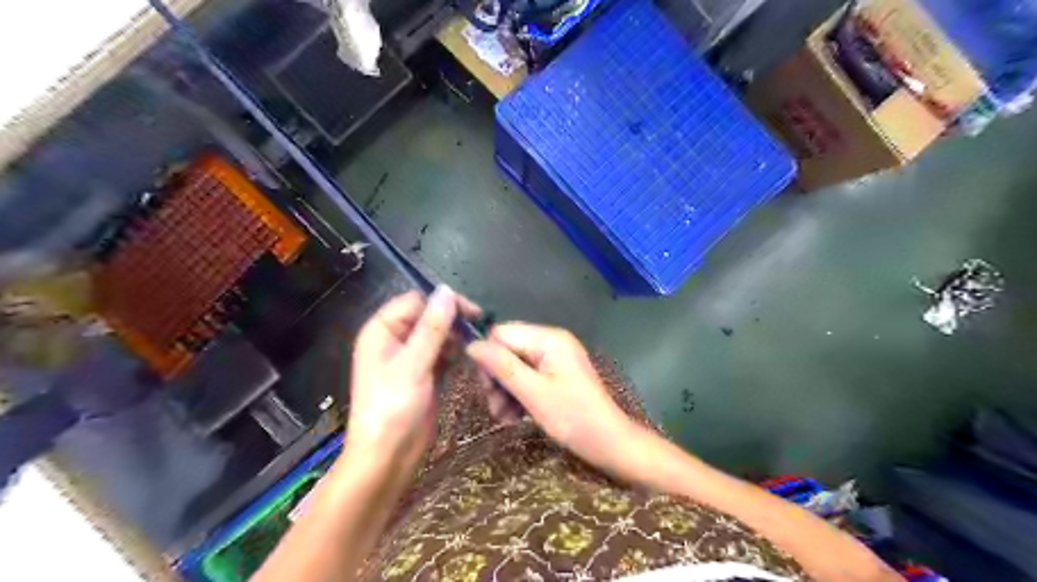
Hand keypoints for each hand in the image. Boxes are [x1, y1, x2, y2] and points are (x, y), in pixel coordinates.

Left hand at [347, 286, 478, 467]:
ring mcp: (410, 358)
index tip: (471, 312)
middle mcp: (395, 340)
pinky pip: (441, 353)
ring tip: (473, 346)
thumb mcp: (413, 364)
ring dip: (455, 337)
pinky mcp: (424, 374)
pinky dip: (454, 352)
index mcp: (382, 331)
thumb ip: (432, 327)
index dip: (442, 303)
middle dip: (451, 320)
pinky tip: (467, 357)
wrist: (388, 456)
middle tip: (478, 329)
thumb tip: (447, 290)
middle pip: (427, 317)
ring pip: (437, 335)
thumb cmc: (393, 407)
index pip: (415, 302)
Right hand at [469, 323, 631, 472]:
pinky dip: (517, 395)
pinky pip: (526, 377)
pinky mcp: (555, 375)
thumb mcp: (534, 393)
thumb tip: (471, 345)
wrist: (609, 443)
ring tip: (505, 418)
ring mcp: (554, 359)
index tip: (488, 389)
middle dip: (497, 379)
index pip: (502, 334)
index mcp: (549, 339)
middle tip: (496, 408)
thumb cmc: (574, 418)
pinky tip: (514, 417)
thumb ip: (502, 367)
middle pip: (507, 350)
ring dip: (504, 391)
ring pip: (513, 366)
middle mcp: (551, 342)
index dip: (489, 358)